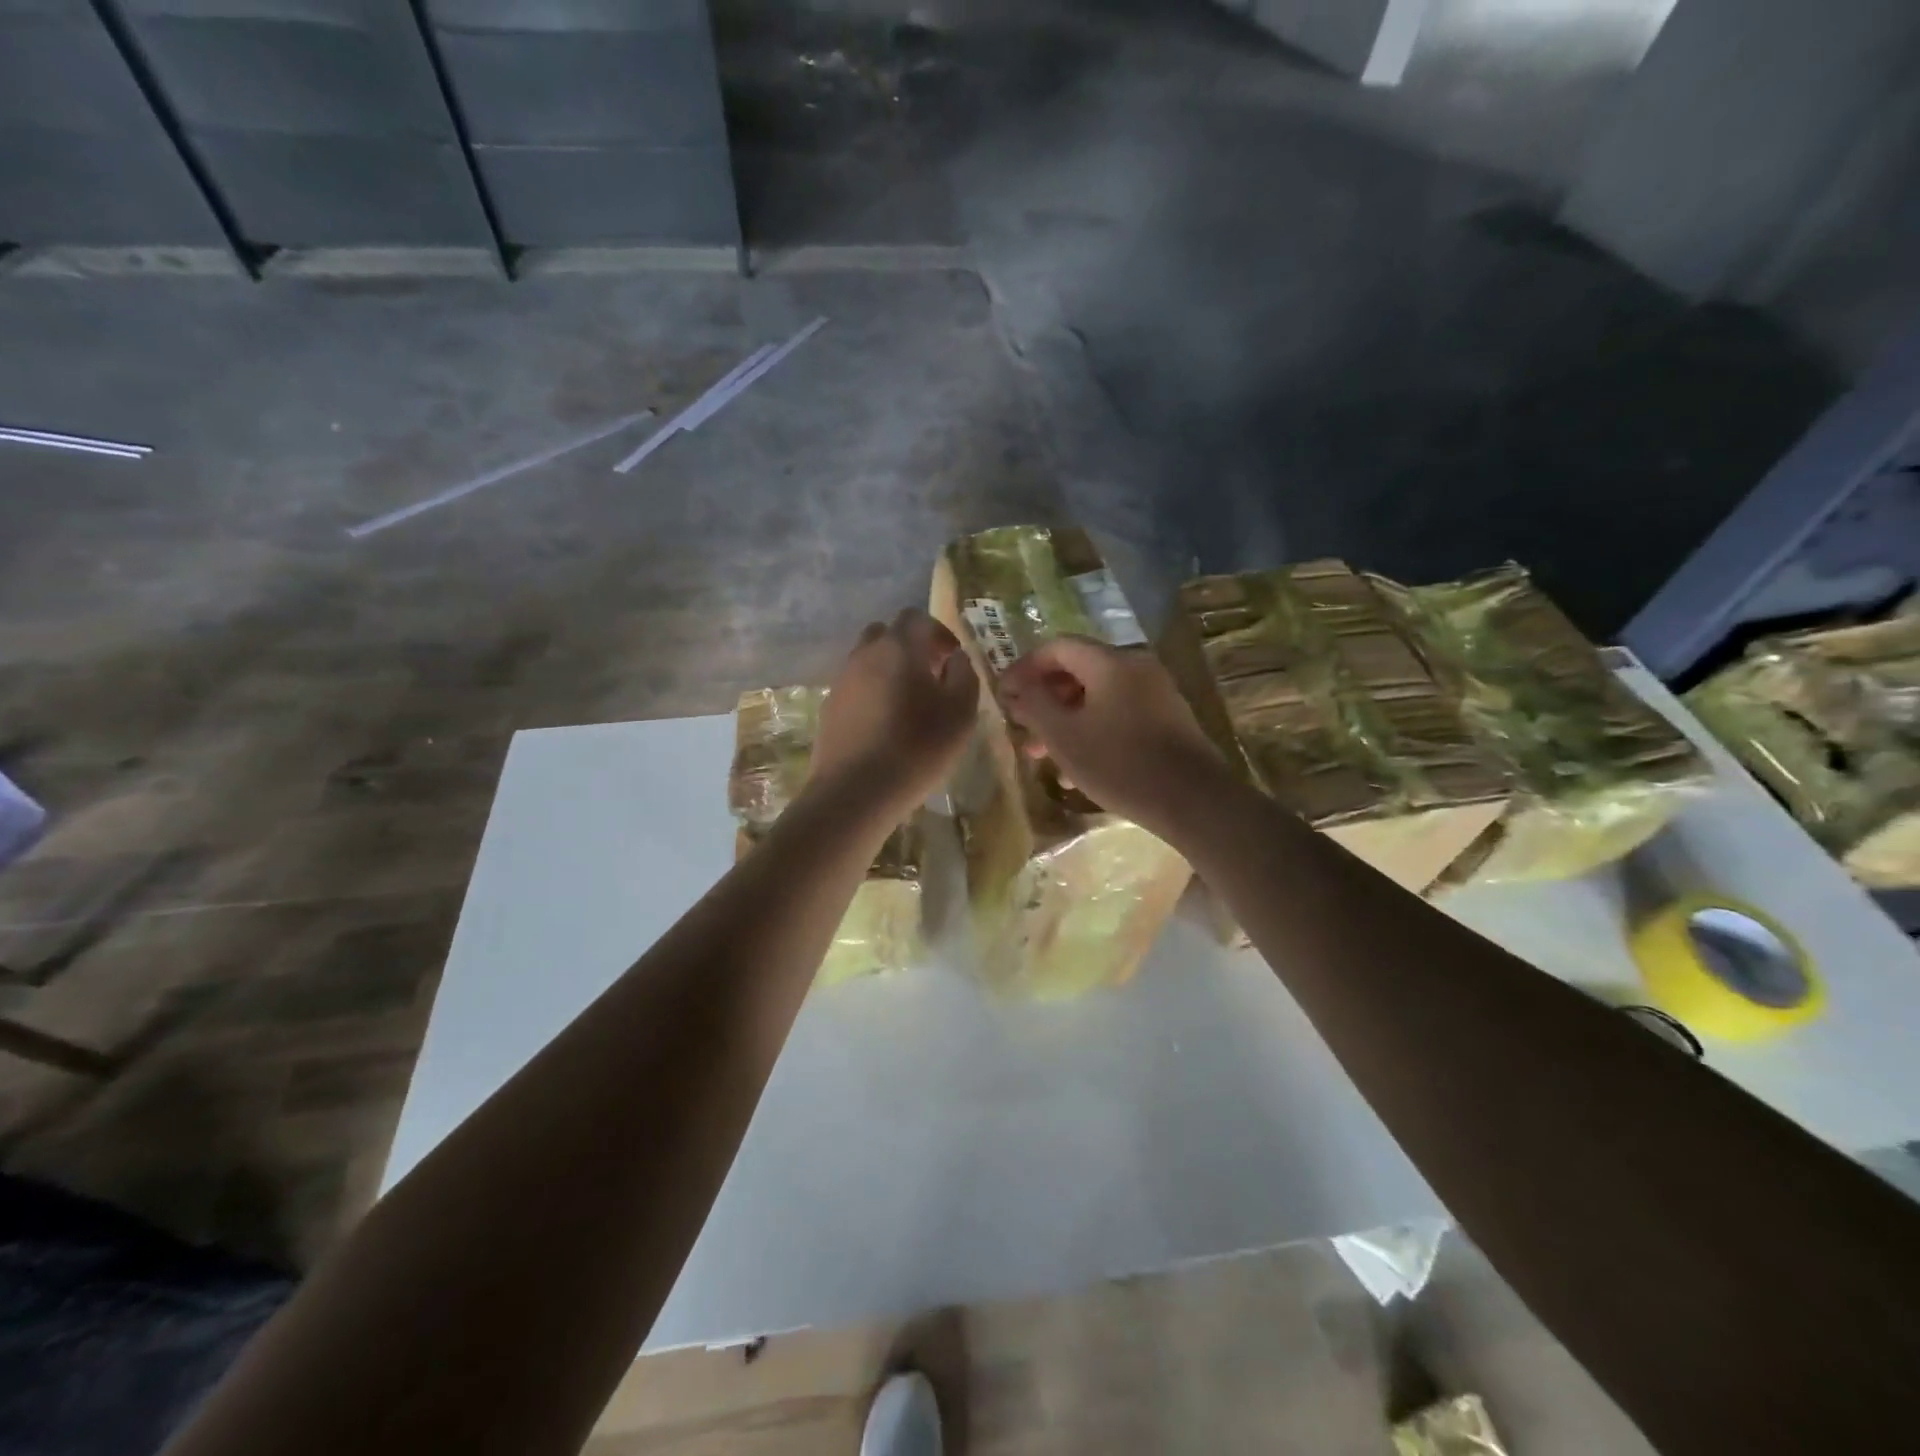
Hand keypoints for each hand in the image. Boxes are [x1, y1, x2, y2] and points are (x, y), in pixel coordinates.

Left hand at [811, 609, 980, 822]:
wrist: (855, 791)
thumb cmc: (917, 747)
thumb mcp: (961, 712)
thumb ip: (964, 675)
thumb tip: (955, 659)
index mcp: (898, 647)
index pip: (916, 617)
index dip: (938, 632)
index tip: (952, 658)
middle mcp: (864, 654)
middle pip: (886, 634)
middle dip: (910, 648)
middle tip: (930, 676)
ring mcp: (841, 681)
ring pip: (867, 661)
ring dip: (889, 672)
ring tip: (909, 706)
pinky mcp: (829, 709)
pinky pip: (855, 688)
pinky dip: (872, 695)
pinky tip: (885, 727)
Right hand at [999, 636, 1228, 836]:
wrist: (1192, 800)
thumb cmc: (1119, 763)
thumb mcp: (1064, 736)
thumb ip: (1035, 705)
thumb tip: (1019, 687)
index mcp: (1110, 662)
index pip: (1057, 647)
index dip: (1025, 667)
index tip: (1004, 694)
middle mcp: (1135, 667)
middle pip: (1078, 671)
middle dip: (1044, 700)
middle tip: (1021, 727)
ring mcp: (1155, 693)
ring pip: (1097, 697)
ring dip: (1065, 721)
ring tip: (1042, 757)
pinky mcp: (1166, 719)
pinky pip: (1118, 714)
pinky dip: (1092, 731)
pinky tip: (1076, 771)